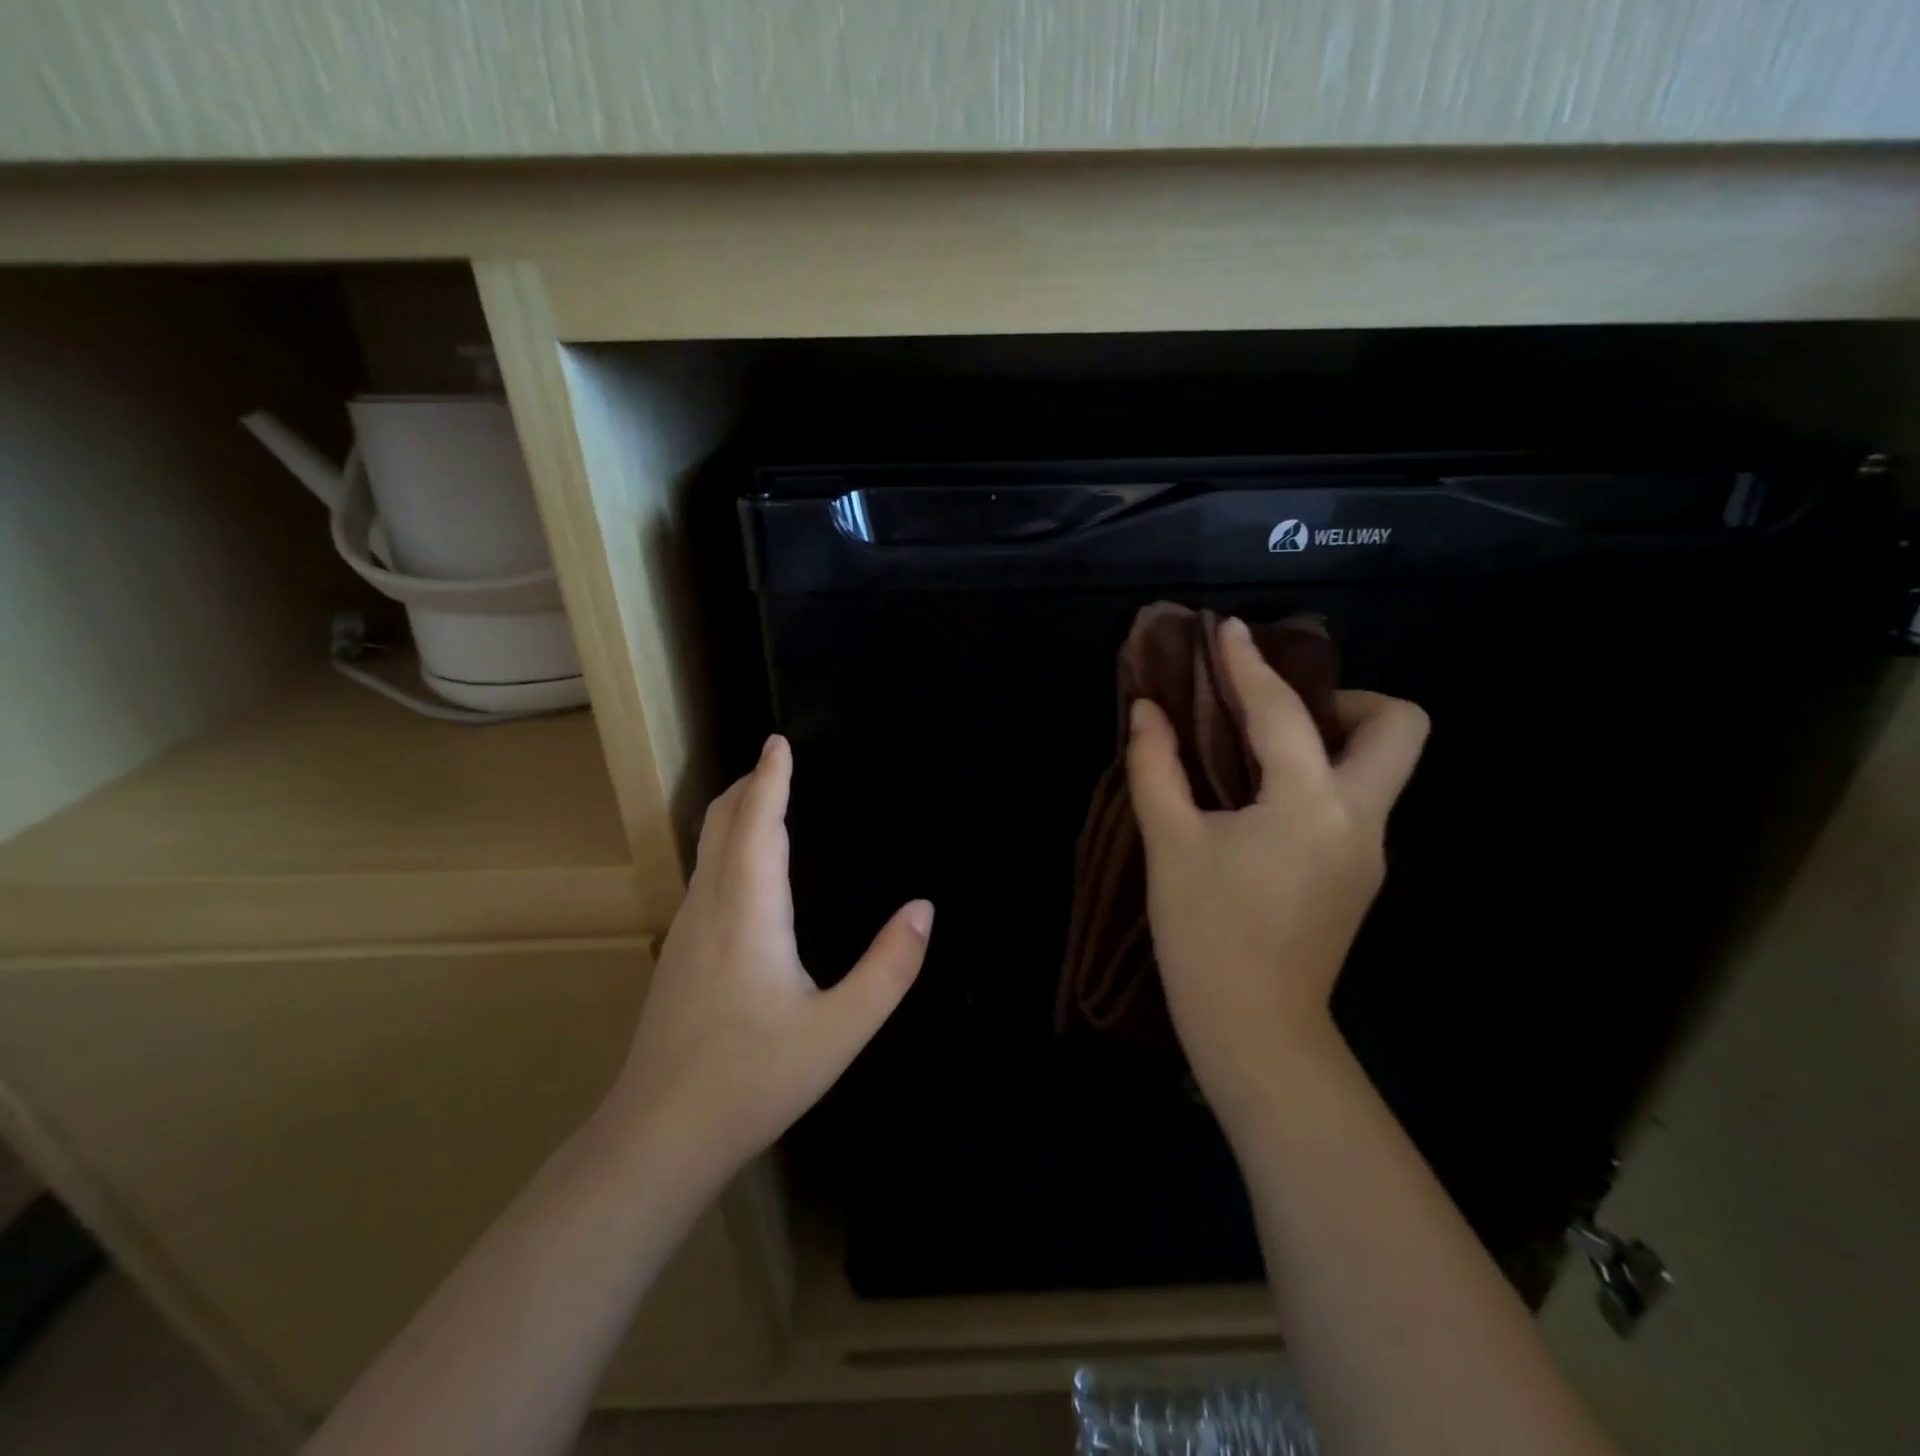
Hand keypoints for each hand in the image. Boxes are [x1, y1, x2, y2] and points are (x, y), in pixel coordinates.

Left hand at [605, 735, 931, 1185]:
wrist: (659, 1136)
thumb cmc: (753, 1078)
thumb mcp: (839, 1030)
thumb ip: (889, 968)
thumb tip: (924, 908)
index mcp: (748, 911)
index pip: (758, 823)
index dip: (770, 779)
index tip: (778, 741)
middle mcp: (710, 907)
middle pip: (721, 824)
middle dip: (748, 786)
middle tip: (778, 762)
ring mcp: (687, 931)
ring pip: (707, 850)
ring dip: (736, 813)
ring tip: (766, 801)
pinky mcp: (679, 955)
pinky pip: (705, 875)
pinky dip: (728, 846)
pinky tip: (748, 871)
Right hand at [1127, 616, 1427, 1132]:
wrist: (1255, 1031)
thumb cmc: (1206, 933)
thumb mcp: (1170, 842)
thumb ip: (1156, 766)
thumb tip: (1146, 711)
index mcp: (1310, 803)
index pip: (1283, 711)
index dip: (1250, 663)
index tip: (1228, 630)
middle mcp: (1359, 817)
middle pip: (1400, 727)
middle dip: (1348, 699)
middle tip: (1279, 711)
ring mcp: (1368, 850)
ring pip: (1381, 767)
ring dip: (1331, 739)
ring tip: (1259, 750)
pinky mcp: (1358, 876)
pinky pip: (1354, 802)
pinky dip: (1318, 779)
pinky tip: (1262, 802)